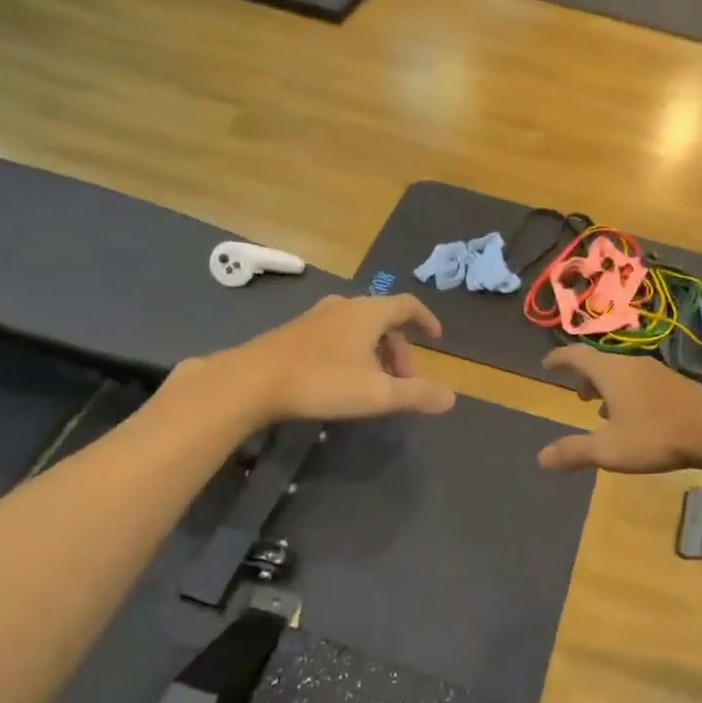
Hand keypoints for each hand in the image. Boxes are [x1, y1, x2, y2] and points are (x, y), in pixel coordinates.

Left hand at [178, 295, 455, 428]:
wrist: (251, 381)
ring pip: (358, 329)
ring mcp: (315, 318)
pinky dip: (351, 352)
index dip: (426, 319)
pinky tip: (341, 380)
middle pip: (383, 320)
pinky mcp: (294, 333)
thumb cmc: (322, 381)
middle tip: (404, 382)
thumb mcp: (377, 394)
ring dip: (375, 353)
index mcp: (368, 312)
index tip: (437, 338)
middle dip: (400, 350)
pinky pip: (336, 336)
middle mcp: (344, 307)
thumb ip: (416, 395)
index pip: (407, 305)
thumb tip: (451, 397)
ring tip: (375, 384)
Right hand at [537, 346, 701, 473]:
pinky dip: (628, 393)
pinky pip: (642, 382)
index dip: (559, 358)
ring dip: (608, 387)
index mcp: (611, 372)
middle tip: (578, 395)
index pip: (577, 355)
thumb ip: (574, 452)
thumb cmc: (655, 435)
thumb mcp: (609, 449)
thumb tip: (541, 458)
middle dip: (585, 377)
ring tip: (603, 411)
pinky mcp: (678, 384)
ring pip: (623, 373)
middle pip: (601, 363)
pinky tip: (637, 418)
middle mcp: (632, 365)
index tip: (547, 364)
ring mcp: (658, 372)